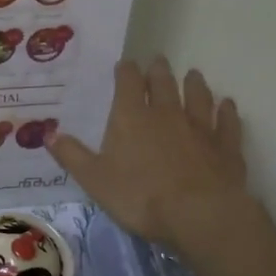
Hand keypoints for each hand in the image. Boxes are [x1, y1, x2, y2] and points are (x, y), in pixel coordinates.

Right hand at [47, 58, 268, 253]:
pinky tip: (228, 105)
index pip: (128, 82)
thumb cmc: (140, 196)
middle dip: (158, 71)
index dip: (126, 71)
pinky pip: (227, 123)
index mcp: (132, 117)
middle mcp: (166, 114)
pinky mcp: (226, 146)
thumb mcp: (94, 180)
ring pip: (198, 97)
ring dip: (194, 84)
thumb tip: (47, 133)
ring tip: (193, 74)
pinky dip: (227, 112)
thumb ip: (72, 155)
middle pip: (163, 84)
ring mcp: (200, 128)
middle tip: (158, 61)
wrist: (199, 214)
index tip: (125, 64)